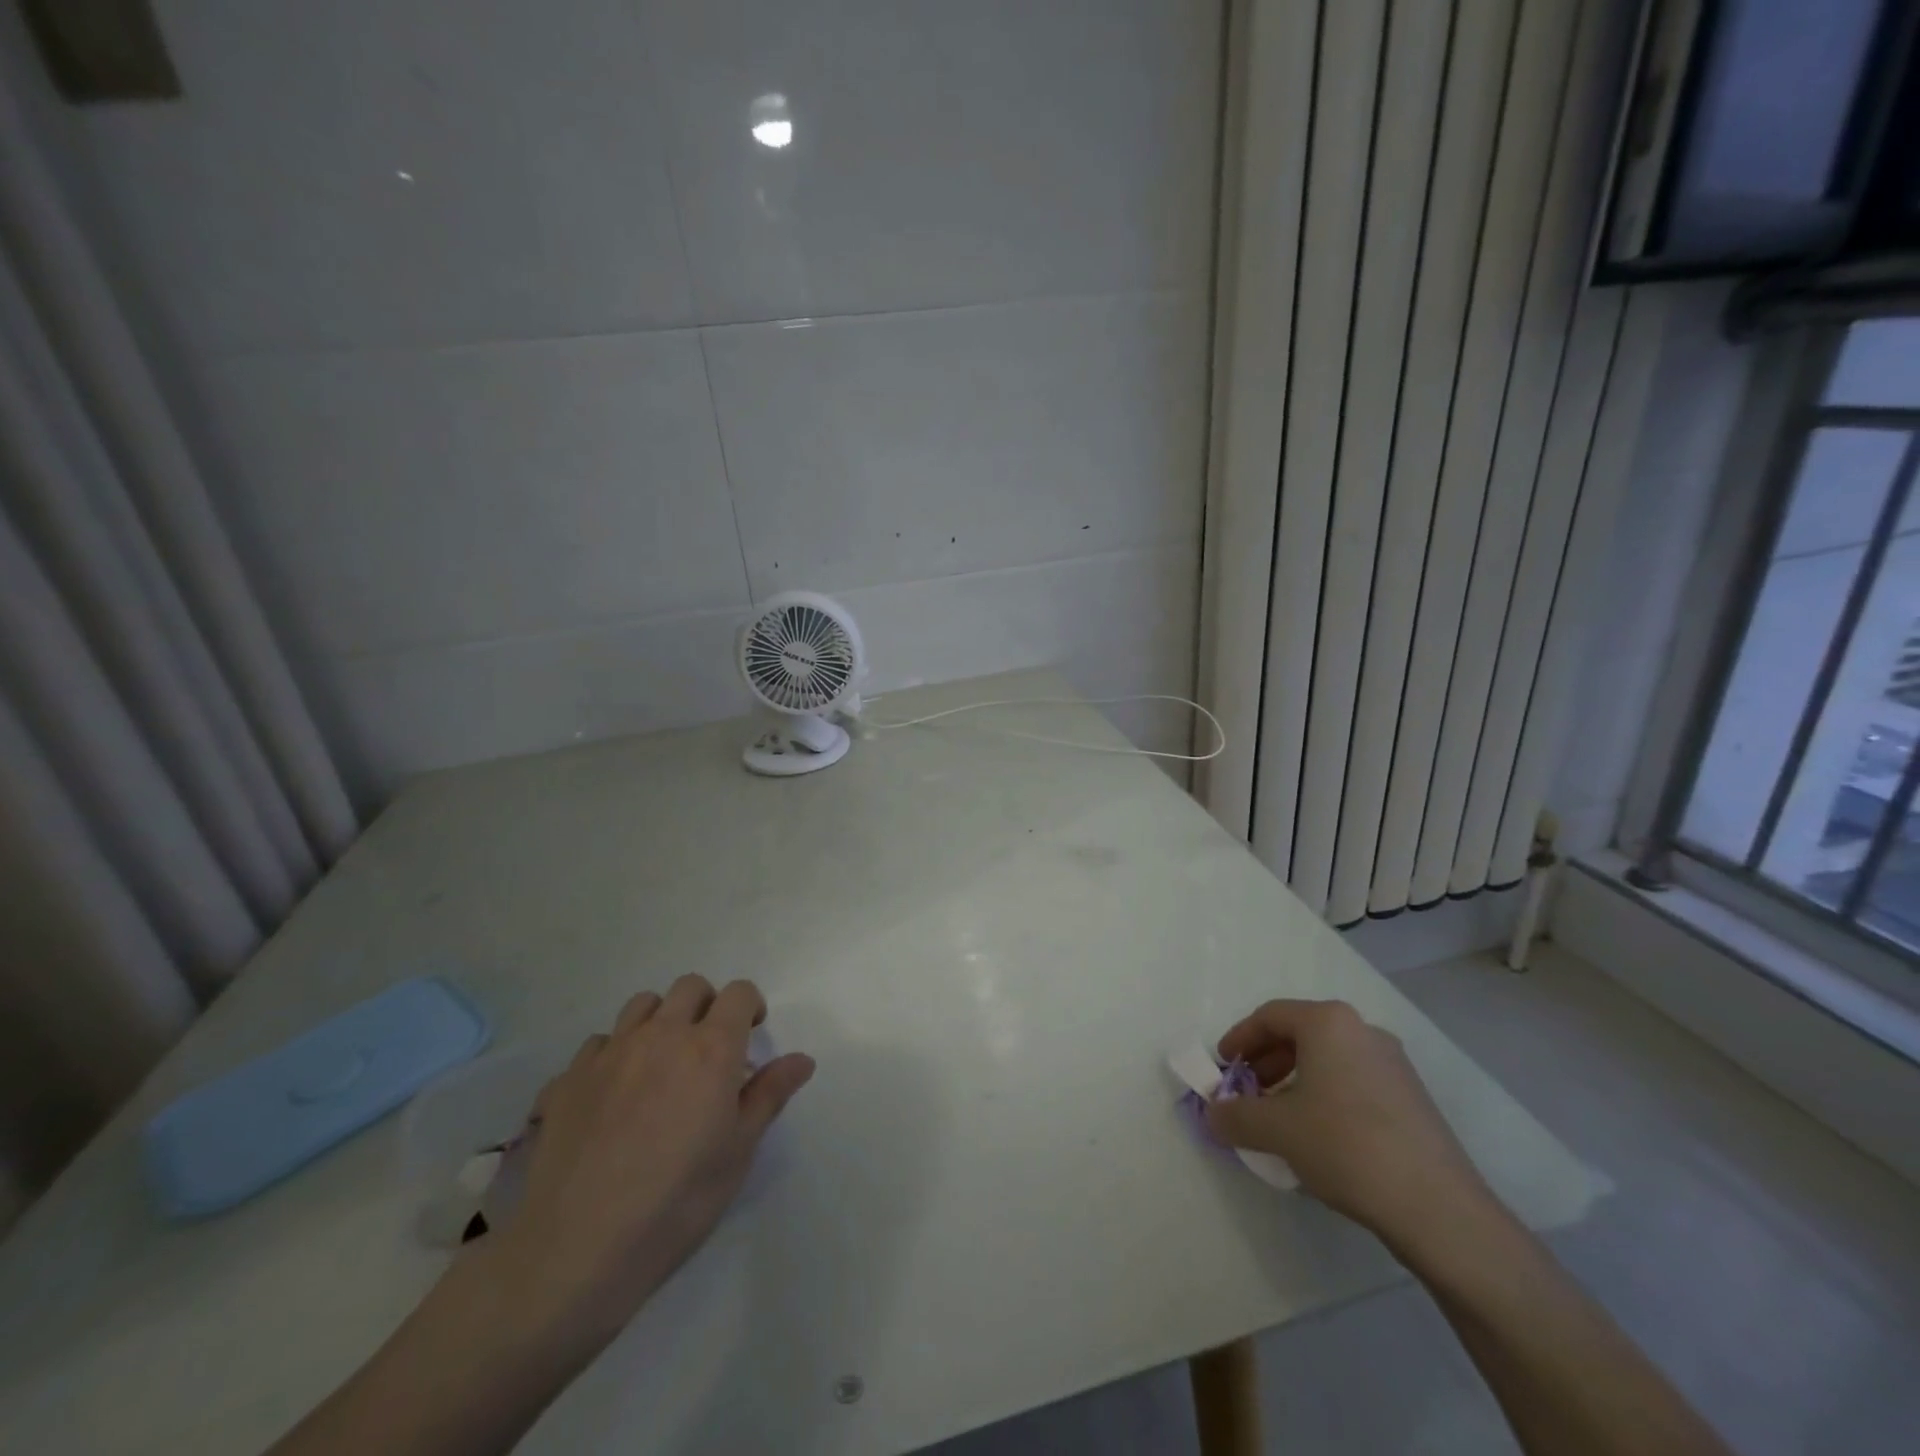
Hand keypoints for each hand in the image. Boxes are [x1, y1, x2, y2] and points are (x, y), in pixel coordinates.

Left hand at [480, 976, 814, 1358]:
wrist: (576, 1249)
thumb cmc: (676, 1201)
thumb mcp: (738, 1151)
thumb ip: (769, 1095)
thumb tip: (802, 1059)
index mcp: (710, 1048)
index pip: (738, 993)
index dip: (749, 1006)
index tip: (751, 1033)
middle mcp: (661, 1035)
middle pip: (689, 988)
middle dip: (706, 1005)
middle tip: (709, 1048)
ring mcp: (610, 1053)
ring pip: (642, 1005)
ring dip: (660, 1020)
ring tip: (661, 1063)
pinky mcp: (568, 1078)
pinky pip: (599, 1043)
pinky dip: (614, 1054)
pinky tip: (613, 1094)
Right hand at [1205, 1000, 1491, 1248]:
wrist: (1438, 1209)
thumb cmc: (1345, 1146)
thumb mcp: (1276, 1130)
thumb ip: (1235, 1116)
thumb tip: (1214, 1114)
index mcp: (1329, 1023)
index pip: (1270, 1016)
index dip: (1239, 1039)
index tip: (1223, 1067)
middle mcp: (1363, 1031)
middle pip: (1300, 1035)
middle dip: (1266, 1063)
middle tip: (1247, 1093)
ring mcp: (1394, 1065)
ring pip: (1329, 1060)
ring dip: (1295, 1082)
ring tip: (1279, 1119)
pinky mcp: (1413, 1099)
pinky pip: (1354, 1083)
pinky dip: (1325, 1097)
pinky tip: (1319, 1137)